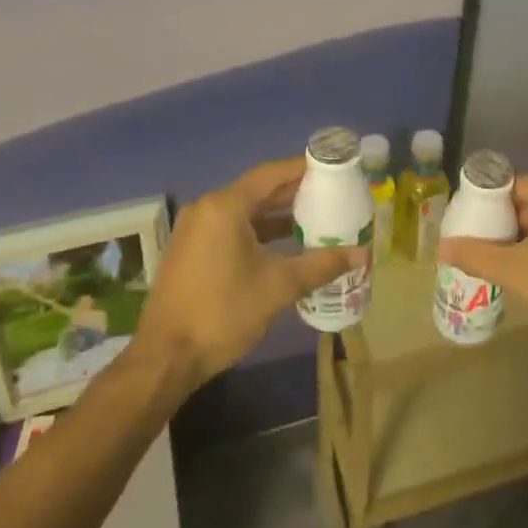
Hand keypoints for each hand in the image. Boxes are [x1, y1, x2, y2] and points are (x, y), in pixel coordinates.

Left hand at [135, 158, 365, 389]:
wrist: (165, 359)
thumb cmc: (223, 313)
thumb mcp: (279, 286)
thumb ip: (322, 264)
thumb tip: (363, 254)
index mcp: (226, 206)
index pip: (272, 174)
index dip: (304, 169)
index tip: (334, 169)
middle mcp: (208, 209)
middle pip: (259, 190)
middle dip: (295, 193)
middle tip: (332, 194)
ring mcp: (196, 230)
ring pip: (246, 211)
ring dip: (278, 215)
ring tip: (317, 218)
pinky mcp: (192, 251)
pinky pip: (232, 228)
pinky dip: (259, 231)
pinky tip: (286, 245)